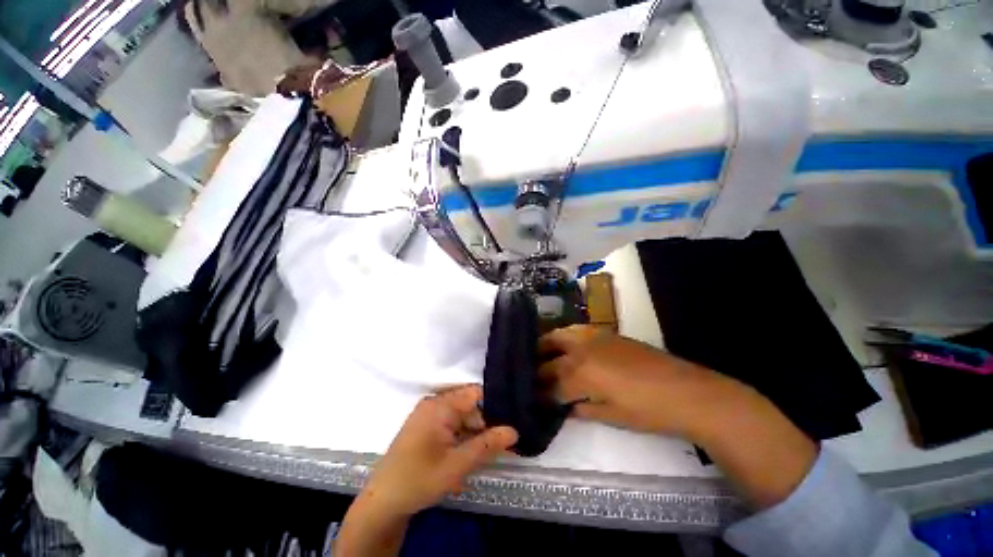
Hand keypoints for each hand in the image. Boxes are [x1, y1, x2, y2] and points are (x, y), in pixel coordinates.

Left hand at [362, 386, 517, 516]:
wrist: (382, 502)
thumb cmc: (419, 479)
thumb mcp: (457, 465)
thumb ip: (487, 445)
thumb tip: (514, 431)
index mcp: (440, 405)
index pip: (476, 393)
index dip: (494, 405)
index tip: (509, 421)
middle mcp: (434, 403)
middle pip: (469, 405)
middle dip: (484, 423)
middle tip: (498, 445)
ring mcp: (427, 413)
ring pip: (460, 415)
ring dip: (473, 432)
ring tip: (484, 453)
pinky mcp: (424, 425)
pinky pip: (450, 423)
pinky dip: (461, 436)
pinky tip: (465, 454)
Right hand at [540, 325, 817, 508]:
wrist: (686, 391)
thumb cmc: (648, 411)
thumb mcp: (611, 416)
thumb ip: (582, 409)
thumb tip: (565, 407)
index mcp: (582, 374)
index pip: (552, 384)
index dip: (542, 394)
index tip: (534, 399)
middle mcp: (582, 350)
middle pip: (550, 354)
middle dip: (538, 365)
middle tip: (530, 373)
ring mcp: (595, 337)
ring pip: (561, 334)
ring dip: (548, 344)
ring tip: (541, 353)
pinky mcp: (608, 333)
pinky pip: (578, 331)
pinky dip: (566, 337)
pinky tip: (566, 346)